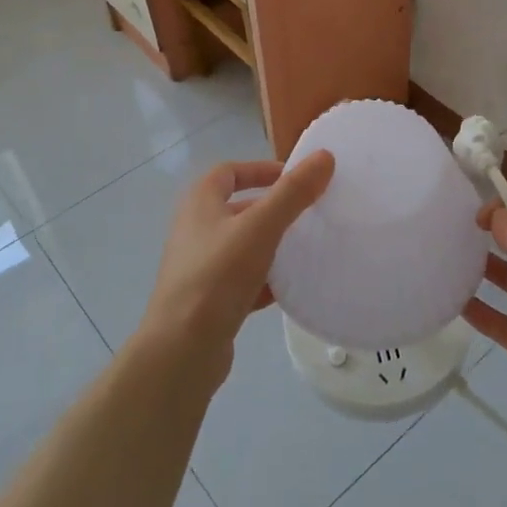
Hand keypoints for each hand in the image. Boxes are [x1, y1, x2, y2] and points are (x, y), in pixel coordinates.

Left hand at [137, 151, 335, 383]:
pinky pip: (243, 281)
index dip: (260, 169)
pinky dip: (265, 280)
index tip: (295, 179)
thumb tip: (325, 156)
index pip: (229, 172)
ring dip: (272, 245)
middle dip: (273, 209)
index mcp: (200, 204)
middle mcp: (195, 230)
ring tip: (307, 249)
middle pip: (239, 209)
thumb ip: (293, 192)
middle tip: (309, 214)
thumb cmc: (217, 276)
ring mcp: (200, 267)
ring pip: (243, 246)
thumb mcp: (260, 227)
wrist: (181, 350)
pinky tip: (290, 288)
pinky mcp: (208, 301)